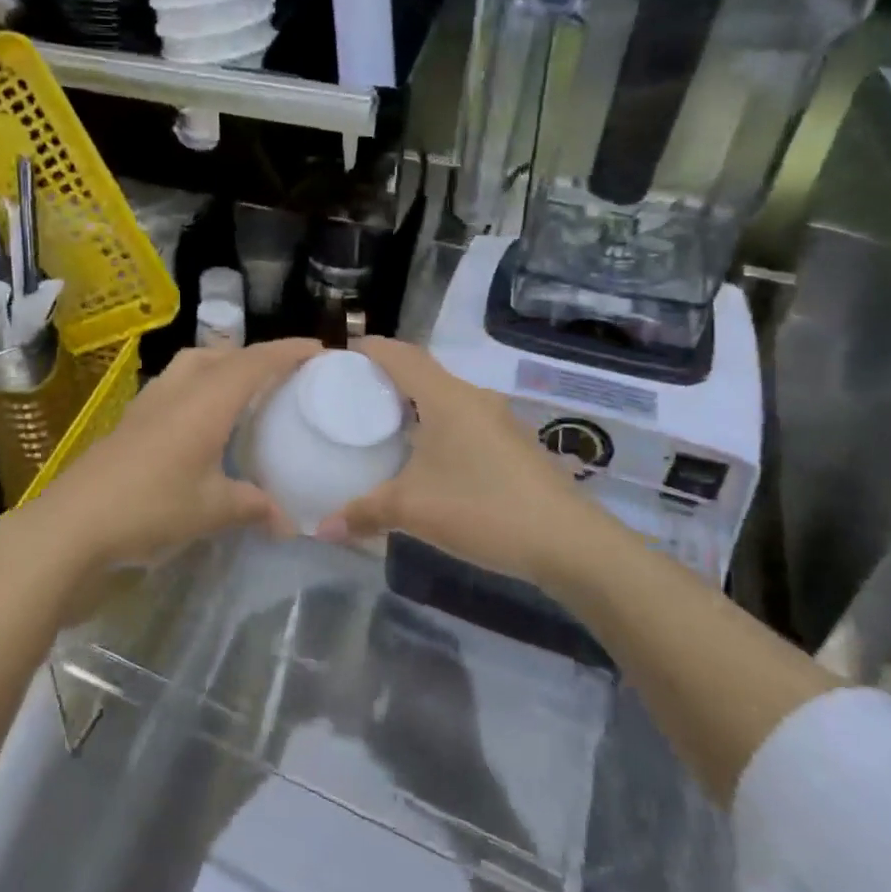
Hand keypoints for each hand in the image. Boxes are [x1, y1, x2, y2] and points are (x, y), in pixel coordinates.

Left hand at [6, 338, 320, 577]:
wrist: (75, 522)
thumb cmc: (151, 507)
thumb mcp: (212, 510)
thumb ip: (254, 507)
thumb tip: (289, 522)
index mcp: (206, 401)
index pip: (254, 362)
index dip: (287, 352)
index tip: (318, 351)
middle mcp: (178, 390)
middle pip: (221, 354)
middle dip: (254, 356)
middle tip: (280, 376)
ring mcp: (149, 403)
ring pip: (192, 365)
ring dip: (221, 366)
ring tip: (241, 392)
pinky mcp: (131, 420)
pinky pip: (174, 386)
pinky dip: (197, 388)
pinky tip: (199, 422)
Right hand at [317, 338, 629, 586]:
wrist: (569, 543)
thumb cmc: (484, 509)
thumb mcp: (413, 511)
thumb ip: (363, 513)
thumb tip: (321, 527)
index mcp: (446, 398)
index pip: (401, 355)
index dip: (369, 348)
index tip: (339, 356)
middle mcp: (473, 399)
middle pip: (422, 372)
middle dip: (386, 377)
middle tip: (351, 395)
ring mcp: (498, 421)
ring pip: (445, 398)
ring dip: (414, 404)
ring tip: (381, 426)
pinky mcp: (512, 446)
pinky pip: (463, 421)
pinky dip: (436, 426)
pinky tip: (425, 459)